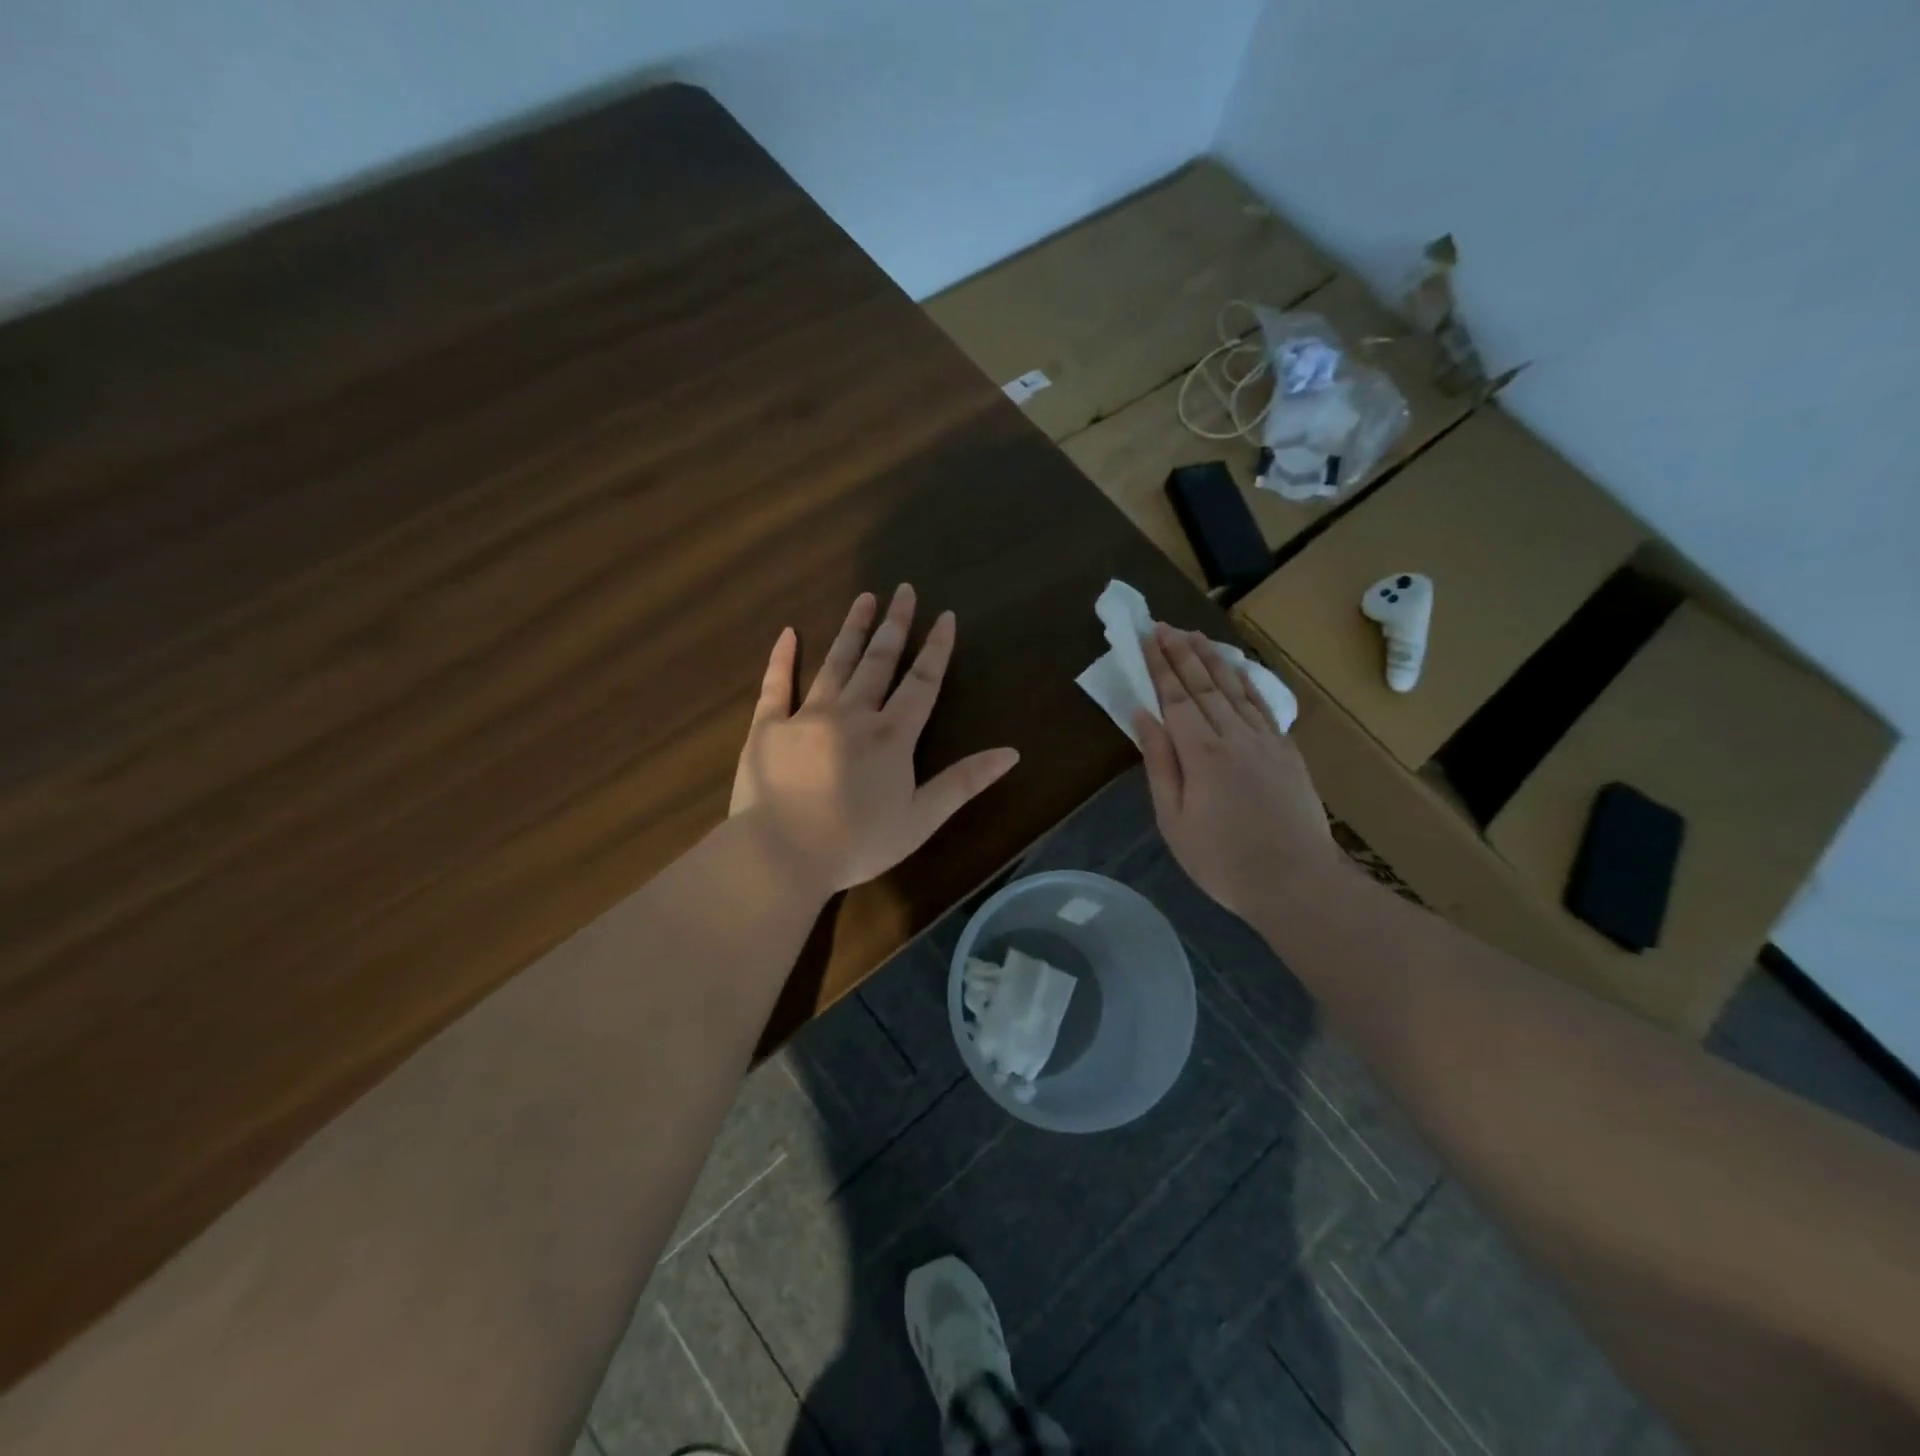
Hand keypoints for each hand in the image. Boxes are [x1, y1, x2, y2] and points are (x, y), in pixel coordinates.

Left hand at [730, 585, 1020, 895]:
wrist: (782, 856)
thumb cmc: (857, 843)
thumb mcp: (921, 819)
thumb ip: (964, 781)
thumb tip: (1011, 753)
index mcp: (891, 735)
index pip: (921, 682)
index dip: (936, 648)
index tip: (945, 616)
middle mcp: (852, 714)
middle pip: (879, 661)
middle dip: (895, 625)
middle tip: (903, 590)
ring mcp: (807, 716)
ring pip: (835, 663)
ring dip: (852, 630)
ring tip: (864, 599)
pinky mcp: (767, 727)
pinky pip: (776, 684)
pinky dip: (782, 658)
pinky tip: (789, 632)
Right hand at [1134, 624, 1344, 919]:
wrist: (1297, 883)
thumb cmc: (1223, 860)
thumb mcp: (1174, 820)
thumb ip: (1160, 764)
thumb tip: (1143, 717)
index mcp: (1202, 754)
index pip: (1176, 697)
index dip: (1160, 665)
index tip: (1147, 637)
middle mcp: (1235, 736)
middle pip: (1204, 685)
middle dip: (1182, 653)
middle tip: (1164, 625)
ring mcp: (1266, 741)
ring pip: (1236, 689)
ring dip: (1213, 659)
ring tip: (1195, 635)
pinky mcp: (1288, 752)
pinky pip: (1264, 705)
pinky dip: (1248, 682)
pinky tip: (1238, 669)